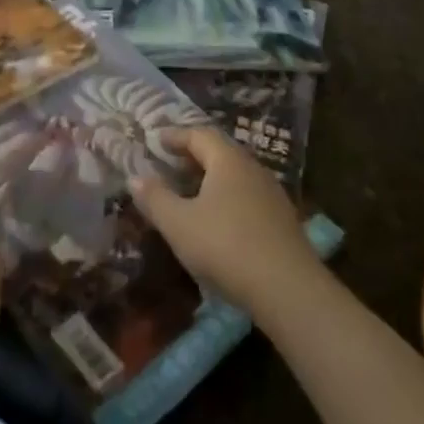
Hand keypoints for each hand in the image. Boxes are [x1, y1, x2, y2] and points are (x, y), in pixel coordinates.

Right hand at [129, 127, 321, 316]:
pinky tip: (219, 219)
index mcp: (228, 160)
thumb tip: (135, 177)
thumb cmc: (225, 246)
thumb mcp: (179, 224)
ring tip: (193, 191)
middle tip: (172, 163)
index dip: (176, 136)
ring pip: (236, 175)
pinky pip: (248, 196)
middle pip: (221, 152)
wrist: (288, 289)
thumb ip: (155, 198)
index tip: (157, 139)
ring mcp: (272, 194)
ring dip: (213, 178)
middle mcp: (252, 168)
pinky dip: (228, 198)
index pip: (199, 135)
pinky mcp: (283, 220)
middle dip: (194, 155)